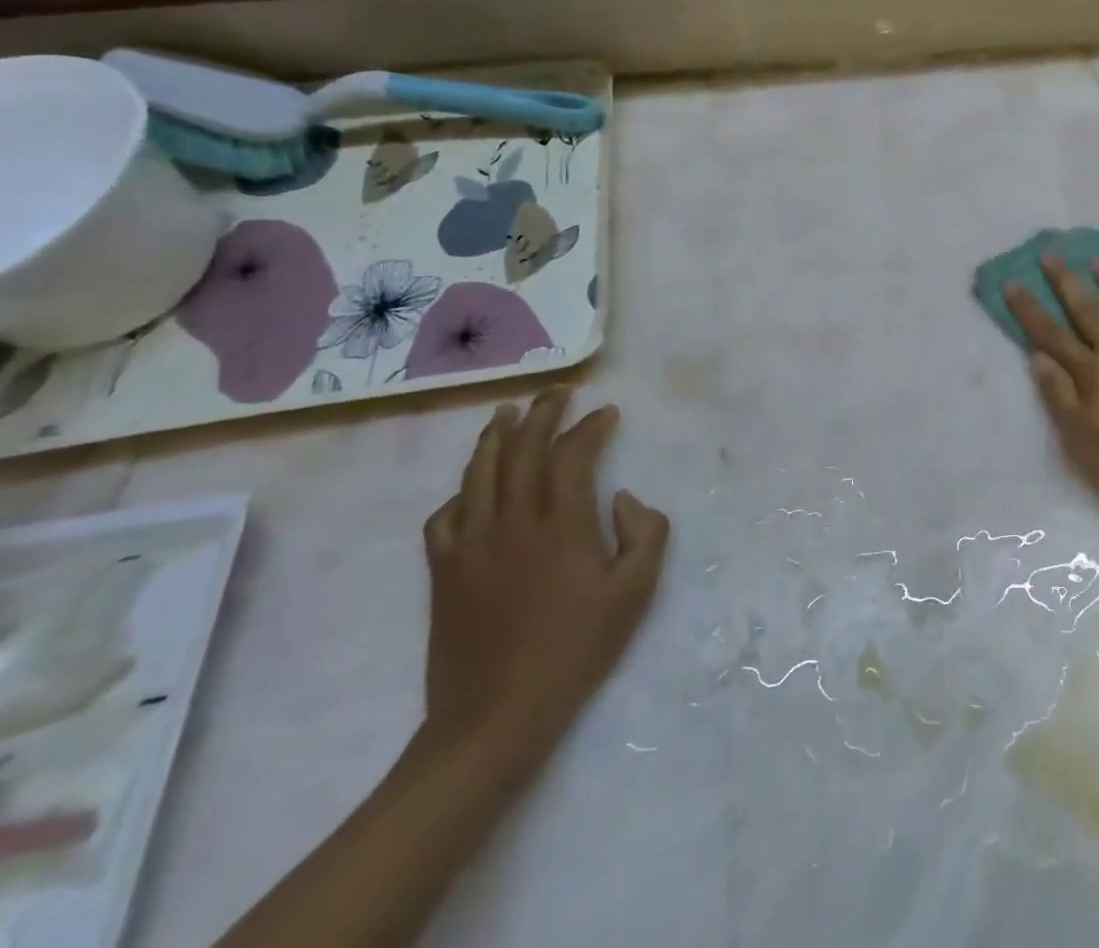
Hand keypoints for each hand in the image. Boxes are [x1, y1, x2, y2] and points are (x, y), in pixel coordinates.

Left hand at [422, 388, 668, 762]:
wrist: (494, 716)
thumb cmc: (575, 650)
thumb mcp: (635, 593)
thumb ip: (645, 533)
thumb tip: (622, 497)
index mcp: (560, 524)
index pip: (572, 454)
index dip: (589, 427)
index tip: (606, 413)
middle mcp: (512, 521)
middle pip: (523, 449)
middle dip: (543, 413)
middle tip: (558, 393)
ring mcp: (470, 544)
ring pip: (480, 472)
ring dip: (496, 436)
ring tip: (508, 413)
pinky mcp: (443, 571)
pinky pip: (445, 515)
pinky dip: (462, 491)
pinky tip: (473, 487)